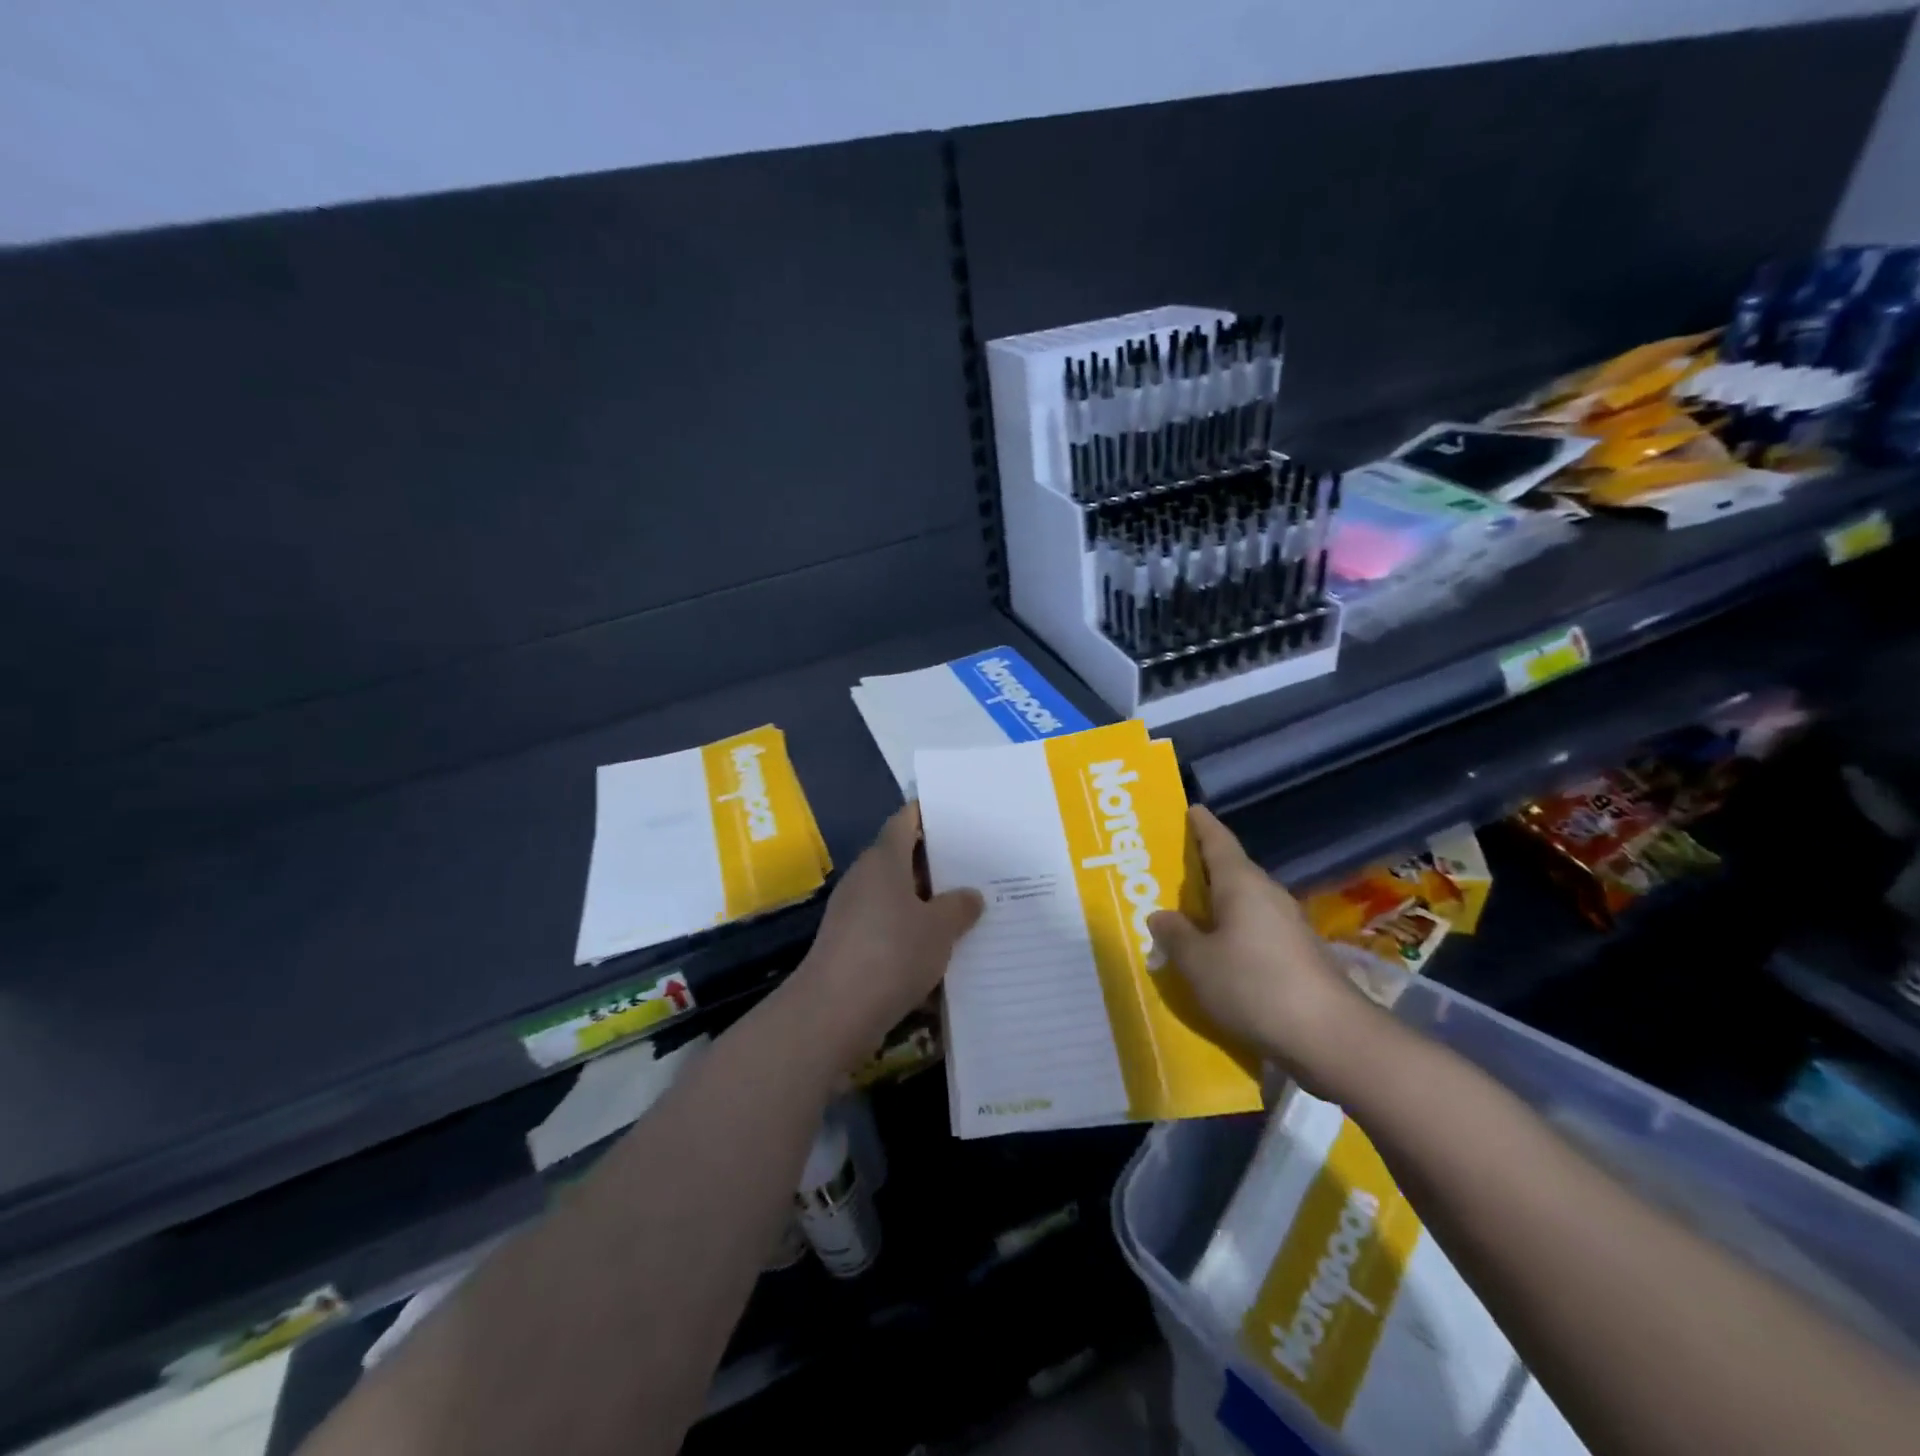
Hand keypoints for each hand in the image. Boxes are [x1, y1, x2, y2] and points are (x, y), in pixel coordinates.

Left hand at [794, 803, 982, 1065]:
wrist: (834, 1012)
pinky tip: (939, 949)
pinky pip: (888, 927)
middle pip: (902, 859)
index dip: (927, 813)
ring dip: (926, 901)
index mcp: (883, 860)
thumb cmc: (892, 954)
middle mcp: (864, 879)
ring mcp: (853, 913)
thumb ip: (958, 907)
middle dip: (936, 862)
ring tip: (967, 908)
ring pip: (897, 896)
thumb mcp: (939, 929)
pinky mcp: (850, 945)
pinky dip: (912, 931)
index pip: (904, 821)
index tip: (955, 813)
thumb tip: (969, 895)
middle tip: (975, 865)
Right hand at [1147, 806, 1375, 1089]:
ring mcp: (1288, 926)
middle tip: (1169, 870)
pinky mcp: (1299, 956)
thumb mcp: (1197, 962)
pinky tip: (1216, 955)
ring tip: (1185, 917)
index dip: (1201, 825)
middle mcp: (1268, 895)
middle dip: (1202, 870)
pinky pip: (1255, 932)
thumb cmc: (1254, 985)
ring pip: (1243, 905)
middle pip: (1231, 872)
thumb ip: (1175, 935)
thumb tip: (1161, 915)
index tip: (1191, 809)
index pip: (1218, 841)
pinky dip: (1232, 934)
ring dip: (1216, 907)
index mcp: (1242, 884)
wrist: (1330, 1037)